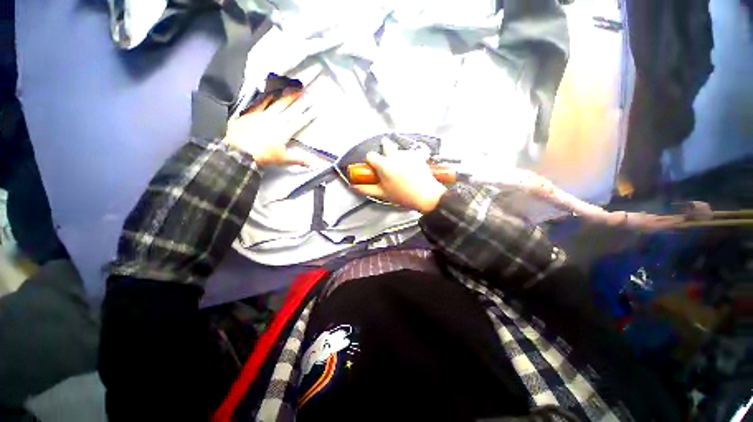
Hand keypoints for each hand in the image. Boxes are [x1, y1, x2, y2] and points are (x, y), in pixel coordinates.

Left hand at [223, 90, 315, 166]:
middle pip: (289, 109)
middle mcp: (276, 120)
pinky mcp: (252, 113)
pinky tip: (270, 93)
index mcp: (285, 131)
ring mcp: (263, 115)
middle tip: (304, 93)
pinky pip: (261, 103)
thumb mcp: (284, 159)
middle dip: (298, 101)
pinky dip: (266, 97)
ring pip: (277, 103)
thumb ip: (299, 159)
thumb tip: (312, 162)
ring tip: (291, 89)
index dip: (308, 115)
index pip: (299, 121)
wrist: (239, 151)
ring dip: (285, 96)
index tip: (315, 110)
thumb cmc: (262, 155)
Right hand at [352, 140, 447, 213]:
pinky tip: (412, 167)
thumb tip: (353, 186)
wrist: (426, 196)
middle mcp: (395, 155)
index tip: (374, 168)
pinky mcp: (418, 155)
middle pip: (386, 144)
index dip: (370, 161)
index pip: (371, 155)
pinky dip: (409, 157)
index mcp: (384, 164)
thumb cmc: (402, 195)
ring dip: (397, 155)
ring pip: (398, 149)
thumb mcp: (382, 194)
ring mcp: (408, 153)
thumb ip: (366, 189)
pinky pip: (411, 152)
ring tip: (402, 168)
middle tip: (388, 162)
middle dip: (385, 149)